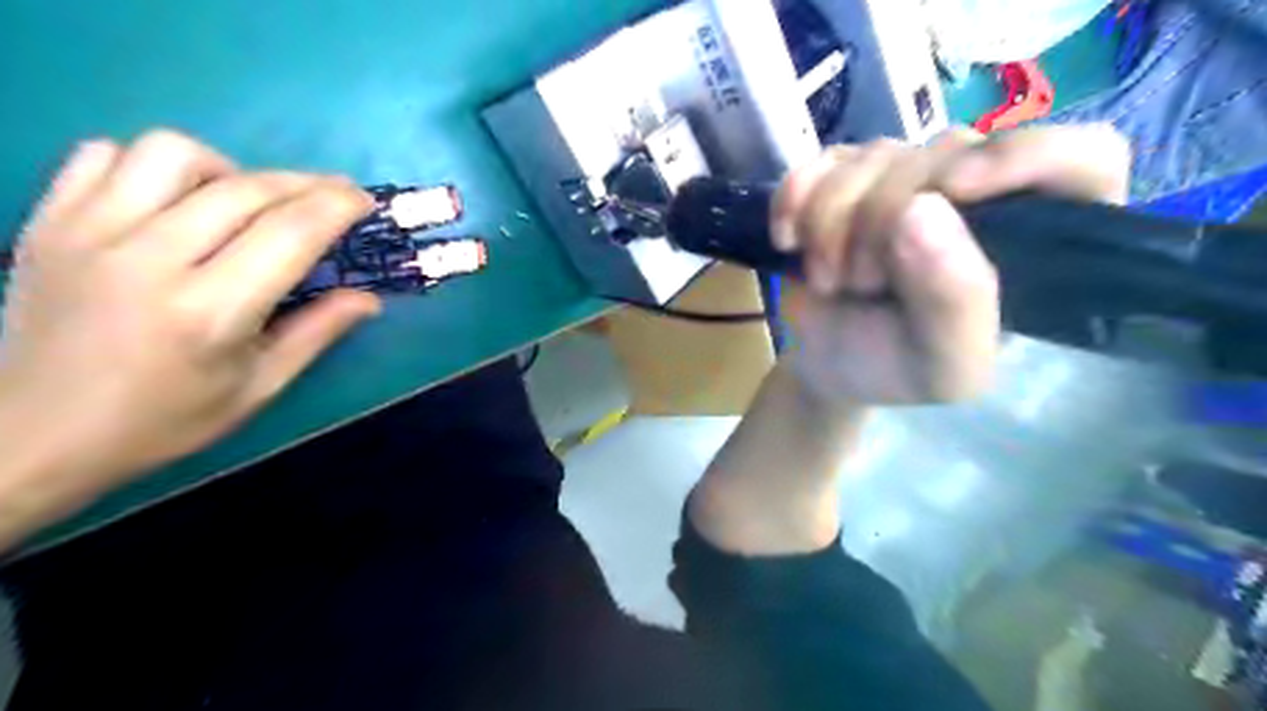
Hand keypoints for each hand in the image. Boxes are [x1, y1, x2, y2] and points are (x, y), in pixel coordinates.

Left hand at [0, 134, 380, 496]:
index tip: (364, 201)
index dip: (337, 205)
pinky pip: (105, 155)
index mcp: (211, 310)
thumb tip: (369, 298)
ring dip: (230, 169)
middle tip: (332, 197)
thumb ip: (317, 333)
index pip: (290, 232)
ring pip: (173, 154)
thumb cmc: (164, 419)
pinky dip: (154, 165)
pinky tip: (176, 200)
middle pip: (246, 188)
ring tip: (245, 200)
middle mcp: (150, 259)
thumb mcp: (259, 387)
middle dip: (305, 183)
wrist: (33, 434)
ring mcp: (89, 233)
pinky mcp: (49, 222)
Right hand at [772, 125, 1126, 409]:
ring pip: (873, 155)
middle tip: (860, 284)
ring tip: (830, 280)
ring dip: (830, 224)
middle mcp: (980, 193)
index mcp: (1033, 240)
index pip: (1082, 157)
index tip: (952, 192)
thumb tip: (921, 208)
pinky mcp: (848, 176)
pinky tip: (788, 239)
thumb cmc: (896, 370)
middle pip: (946, 153)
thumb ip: (955, 302)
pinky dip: (792, 200)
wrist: (826, 365)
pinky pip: (820, 160)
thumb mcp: (944, 367)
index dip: (1023, 157)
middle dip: (880, 223)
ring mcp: (908, 177)